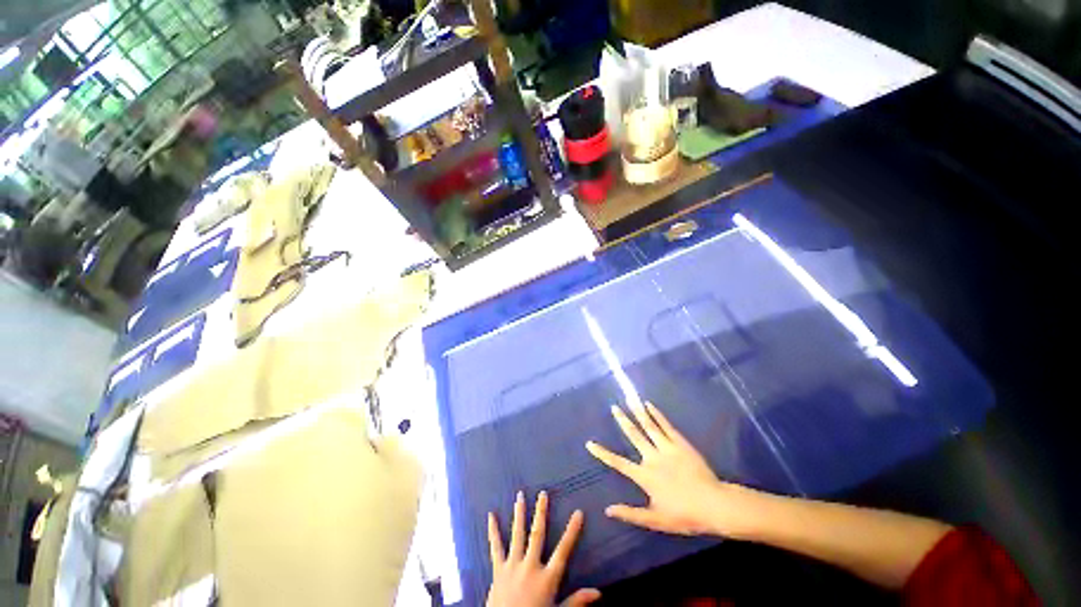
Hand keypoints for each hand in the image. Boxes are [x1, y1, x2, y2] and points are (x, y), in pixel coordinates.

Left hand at [486, 491, 600, 606]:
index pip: (563, 550)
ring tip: (520, 495)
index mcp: (547, 578)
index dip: (572, 531)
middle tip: (543, 493)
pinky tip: (490, 516)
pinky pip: (495, 547)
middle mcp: (530, 567)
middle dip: (541, 513)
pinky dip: (493, 531)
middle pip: (537, 534)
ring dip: (519, 514)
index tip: (578, 513)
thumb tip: (598, 593)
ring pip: (517, 534)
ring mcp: (512, 566)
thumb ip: (576, 601)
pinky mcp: (498, 570)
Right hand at [586, 402, 761, 537]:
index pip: (618, 463)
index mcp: (644, 475)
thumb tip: (608, 510)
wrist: (714, 505)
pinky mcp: (680, 443)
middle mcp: (652, 457)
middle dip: (622, 421)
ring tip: (629, 398)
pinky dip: (656, 414)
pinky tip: (649, 405)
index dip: (603, 453)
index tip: (589, 443)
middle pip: (634, 435)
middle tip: (613, 407)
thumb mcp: (655, 520)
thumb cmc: (684, 515)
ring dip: (637, 411)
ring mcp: (666, 447)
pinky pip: (665, 425)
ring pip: (648, 426)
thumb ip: (631, 514)